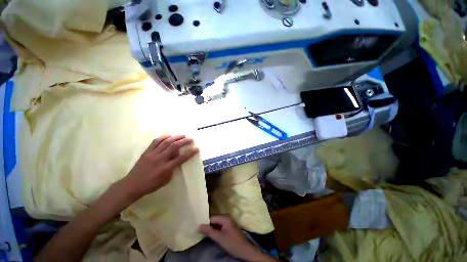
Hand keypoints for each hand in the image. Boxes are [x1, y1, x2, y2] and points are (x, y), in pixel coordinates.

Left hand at [121, 135, 198, 200]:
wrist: (132, 185)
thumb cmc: (151, 184)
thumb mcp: (166, 179)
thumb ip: (173, 168)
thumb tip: (177, 159)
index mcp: (166, 168)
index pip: (182, 158)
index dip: (190, 152)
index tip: (196, 148)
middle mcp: (160, 159)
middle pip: (174, 147)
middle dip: (184, 141)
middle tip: (191, 139)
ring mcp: (153, 154)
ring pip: (166, 142)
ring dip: (175, 137)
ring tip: (182, 135)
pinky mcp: (147, 152)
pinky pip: (155, 142)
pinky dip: (163, 137)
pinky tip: (168, 135)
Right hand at [198, 216, 274, 261]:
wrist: (244, 250)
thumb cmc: (232, 243)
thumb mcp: (219, 238)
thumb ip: (209, 231)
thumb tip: (198, 226)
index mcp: (224, 217)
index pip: (211, 218)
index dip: (205, 223)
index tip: (198, 229)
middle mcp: (226, 217)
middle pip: (214, 220)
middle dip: (208, 226)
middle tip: (199, 232)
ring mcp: (228, 222)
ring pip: (216, 223)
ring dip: (211, 228)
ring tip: (203, 234)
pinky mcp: (229, 227)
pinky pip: (220, 226)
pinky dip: (215, 230)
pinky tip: (211, 235)